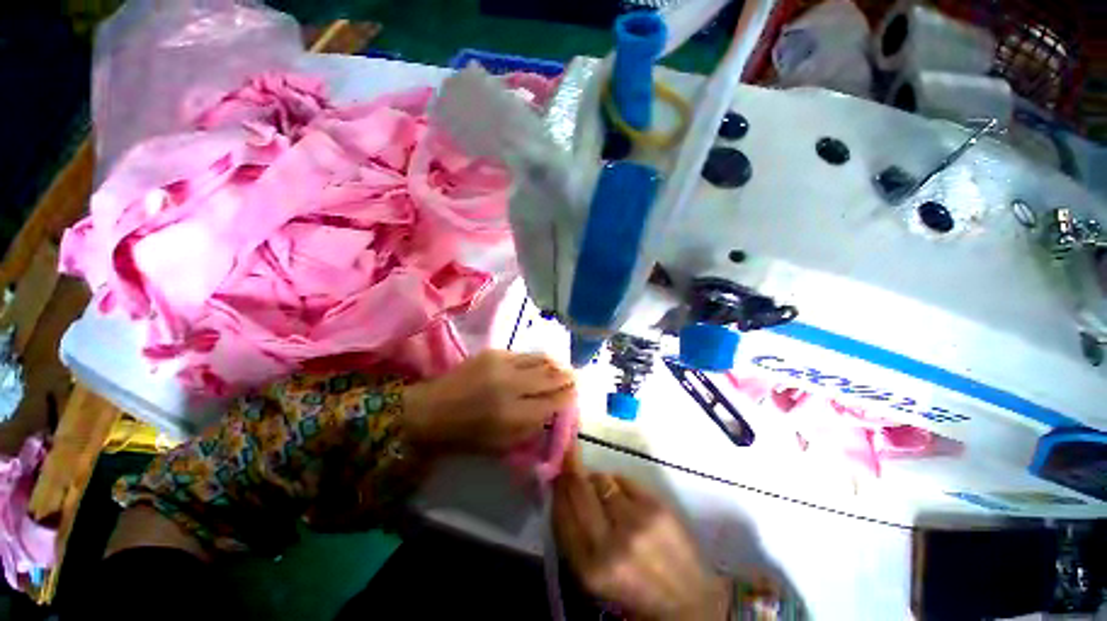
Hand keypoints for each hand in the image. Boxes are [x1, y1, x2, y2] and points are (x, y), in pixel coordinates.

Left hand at [402, 350, 575, 453]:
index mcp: (513, 416)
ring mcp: (503, 365)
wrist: (432, 409)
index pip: (552, 403)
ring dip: (556, 365)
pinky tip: (543, 362)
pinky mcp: (494, 353)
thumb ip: (531, 428)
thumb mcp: (500, 445)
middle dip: (566, 377)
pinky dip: (538, 359)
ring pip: (540, 361)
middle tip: (576, 377)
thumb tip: (553, 411)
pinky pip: (524, 354)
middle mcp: (511, 387)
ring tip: (564, 367)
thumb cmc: (465, 435)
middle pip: (550, 378)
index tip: (575, 394)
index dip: (567, 397)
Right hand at [553, 447, 730, 620]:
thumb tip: (563, 489)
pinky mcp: (656, 506)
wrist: (686, 600)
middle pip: (580, 488)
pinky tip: (622, 494)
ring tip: (602, 490)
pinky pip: (624, 478)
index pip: (562, 513)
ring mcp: (636, 521)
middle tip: (569, 456)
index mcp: (590, 567)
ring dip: (597, 479)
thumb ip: (574, 535)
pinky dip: (618, 481)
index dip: (558, 488)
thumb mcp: (593, 576)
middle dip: (571, 469)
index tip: (555, 472)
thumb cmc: (631, 590)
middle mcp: (611, 542)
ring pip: (602, 479)